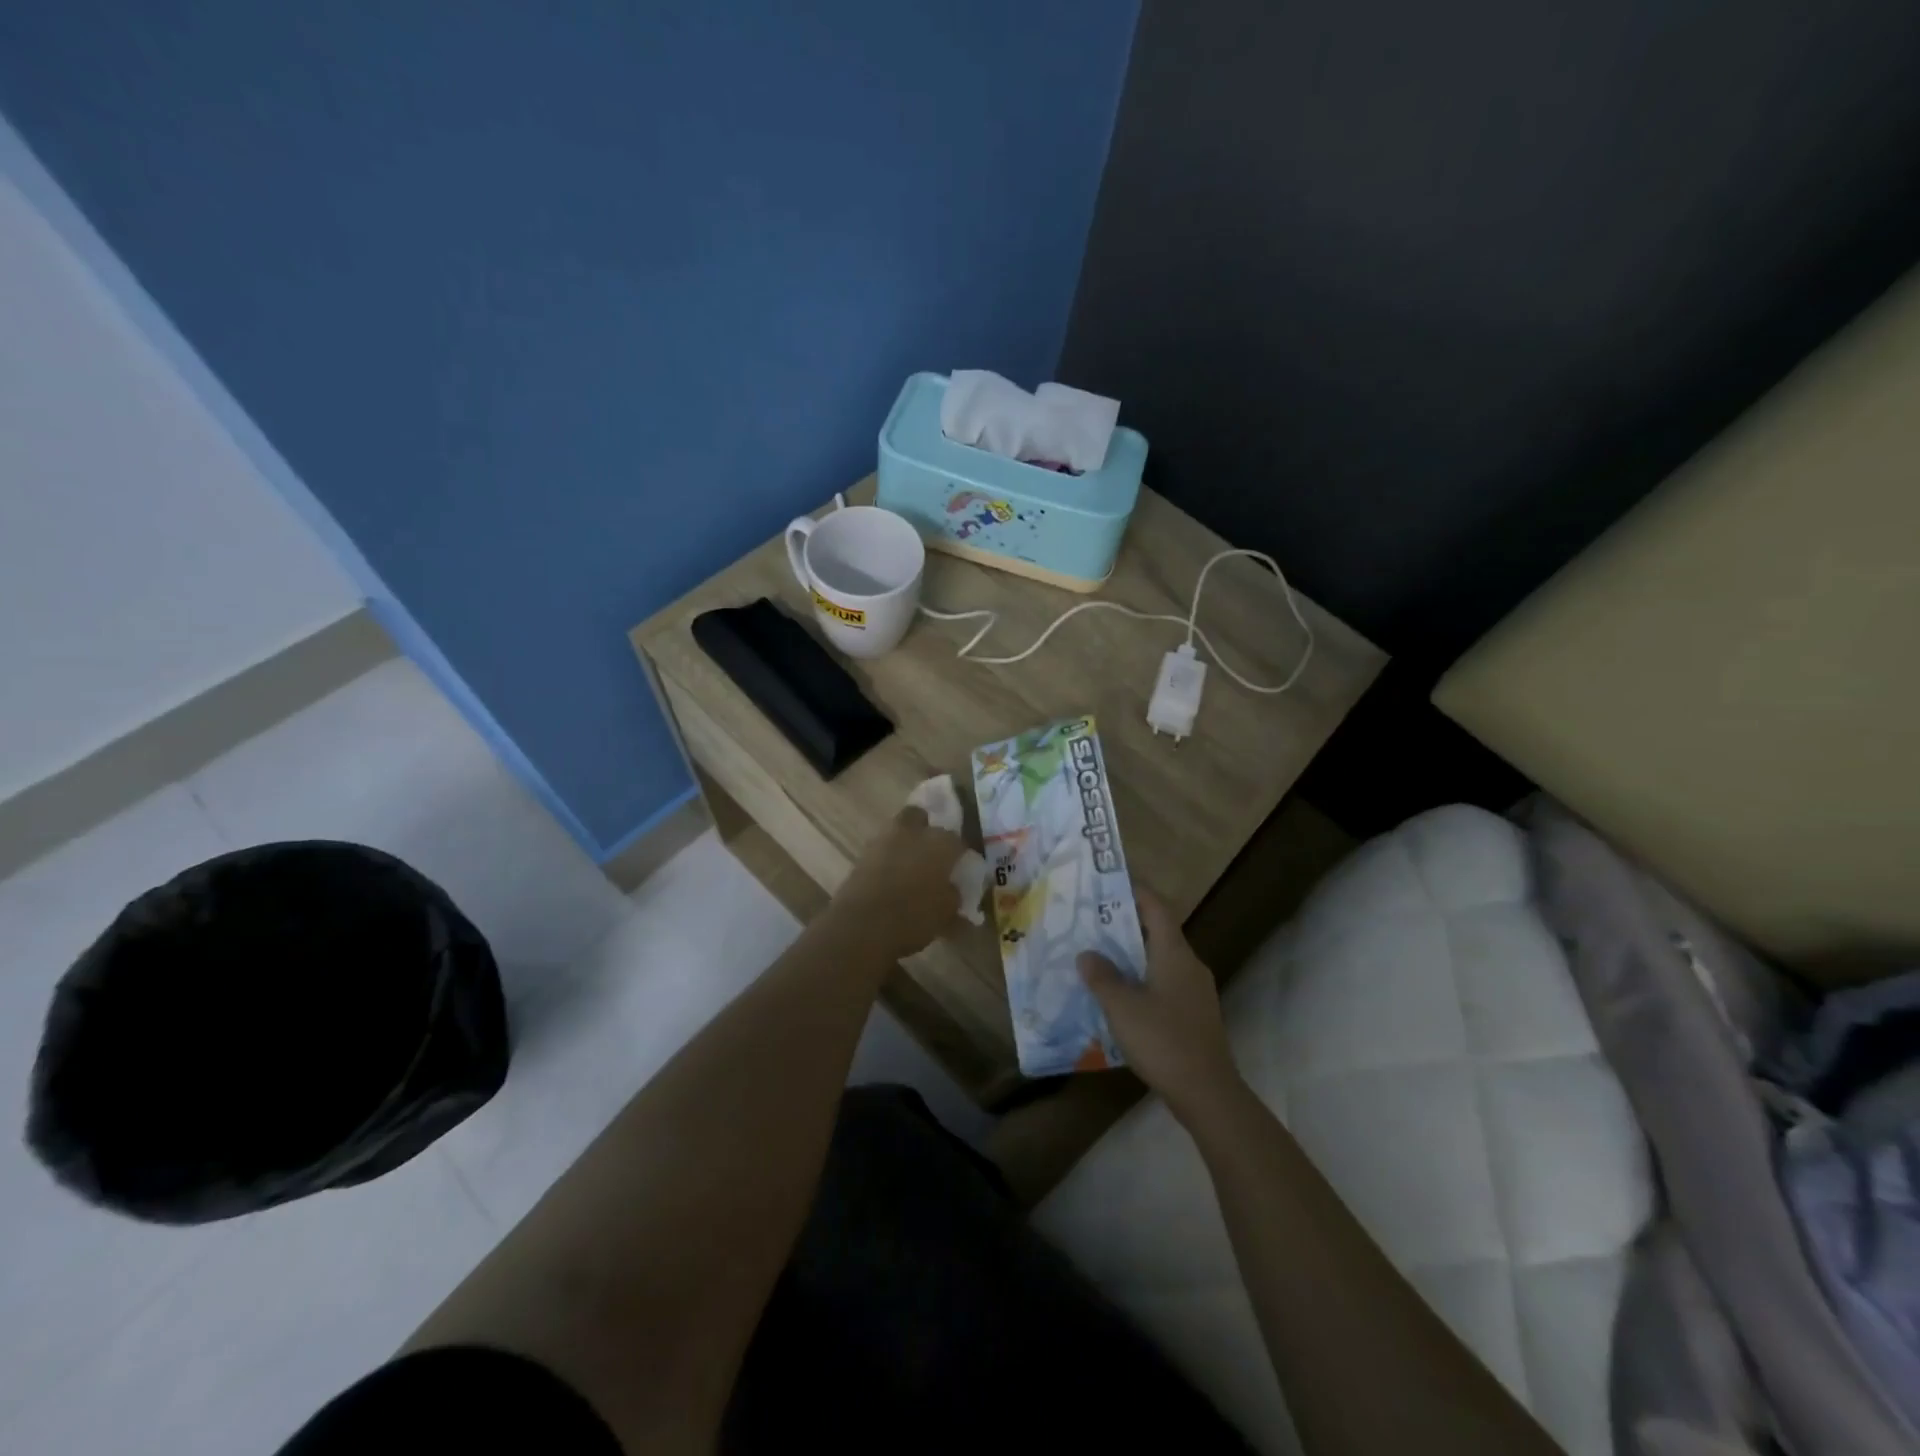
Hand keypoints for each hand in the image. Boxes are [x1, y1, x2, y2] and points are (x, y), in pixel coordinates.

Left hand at [830, 806, 963, 958]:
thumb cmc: (913, 918)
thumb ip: (954, 896)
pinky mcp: (861, 855)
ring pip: (898, 832)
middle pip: (921, 817)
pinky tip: (891, 879)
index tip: (960, 868)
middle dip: (926, 830)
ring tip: (910, 869)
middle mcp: (913, 833)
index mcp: (940, 842)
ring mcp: (883, 840)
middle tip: (932, 855)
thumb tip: (952, 889)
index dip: (959, 854)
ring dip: (905, 844)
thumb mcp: (946, 914)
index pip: (957, 839)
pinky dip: (888, 860)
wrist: (861, 926)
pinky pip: (881, 851)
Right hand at [1078, 888, 1241, 1123]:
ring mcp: (1196, 991)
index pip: (1156, 907)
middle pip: (1158, 932)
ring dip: (1133, 955)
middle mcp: (1189, 965)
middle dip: (1126, 924)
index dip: (1135, 890)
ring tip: (1100, 956)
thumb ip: (1102, 977)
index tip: (1110, 881)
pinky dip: (1142, 979)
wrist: (1208, 1093)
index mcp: (1174, 953)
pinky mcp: (1195, 1015)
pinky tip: (1121, 995)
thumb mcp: (1122, 1007)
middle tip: (1093, 920)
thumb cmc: (1163, 1040)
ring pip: (1161, 959)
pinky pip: (1165, 983)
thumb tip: (1087, 954)